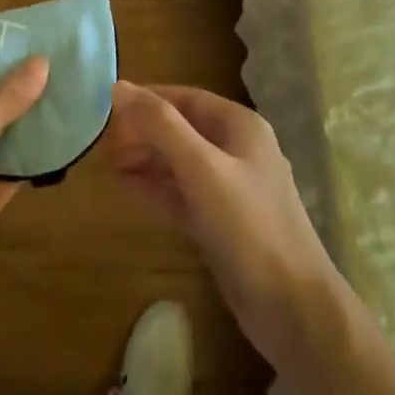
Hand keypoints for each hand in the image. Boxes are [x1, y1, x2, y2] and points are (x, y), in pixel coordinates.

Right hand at [106, 83, 346, 368]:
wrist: (292, 307)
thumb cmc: (249, 225)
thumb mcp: (201, 168)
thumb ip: (160, 125)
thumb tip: (118, 87)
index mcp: (240, 126)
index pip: (186, 98)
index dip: (148, 99)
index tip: (107, 105)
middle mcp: (236, 151)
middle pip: (181, 129)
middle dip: (144, 131)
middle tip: (103, 142)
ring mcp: (229, 190)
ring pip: (179, 163)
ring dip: (145, 159)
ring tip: (106, 162)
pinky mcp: (220, 223)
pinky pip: (181, 194)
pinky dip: (154, 188)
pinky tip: (125, 186)